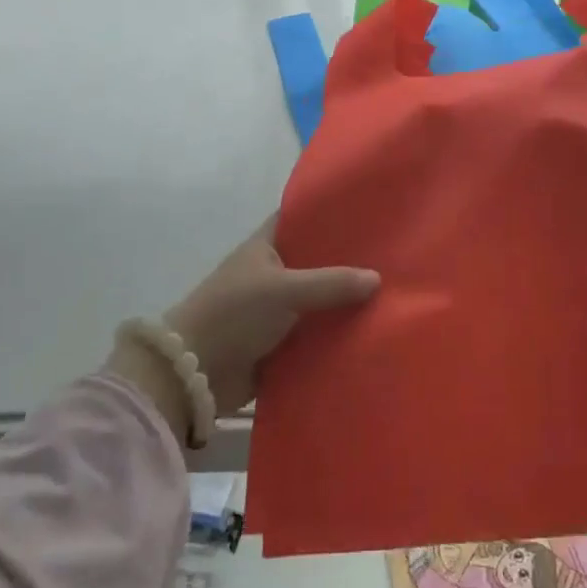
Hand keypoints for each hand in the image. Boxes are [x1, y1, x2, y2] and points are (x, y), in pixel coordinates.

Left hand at [108, 217, 378, 441]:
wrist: (193, 375)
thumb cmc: (233, 314)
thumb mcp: (283, 290)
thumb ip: (330, 283)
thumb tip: (377, 279)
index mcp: (265, 246)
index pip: (301, 219)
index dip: (330, 214)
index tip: (368, 212)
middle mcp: (272, 273)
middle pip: (316, 262)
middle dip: (348, 263)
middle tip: (393, 258)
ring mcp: (275, 310)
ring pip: (318, 301)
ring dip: (344, 304)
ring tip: (393, 295)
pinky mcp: (279, 344)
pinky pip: (314, 335)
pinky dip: (335, 336)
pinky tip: (371, 334)